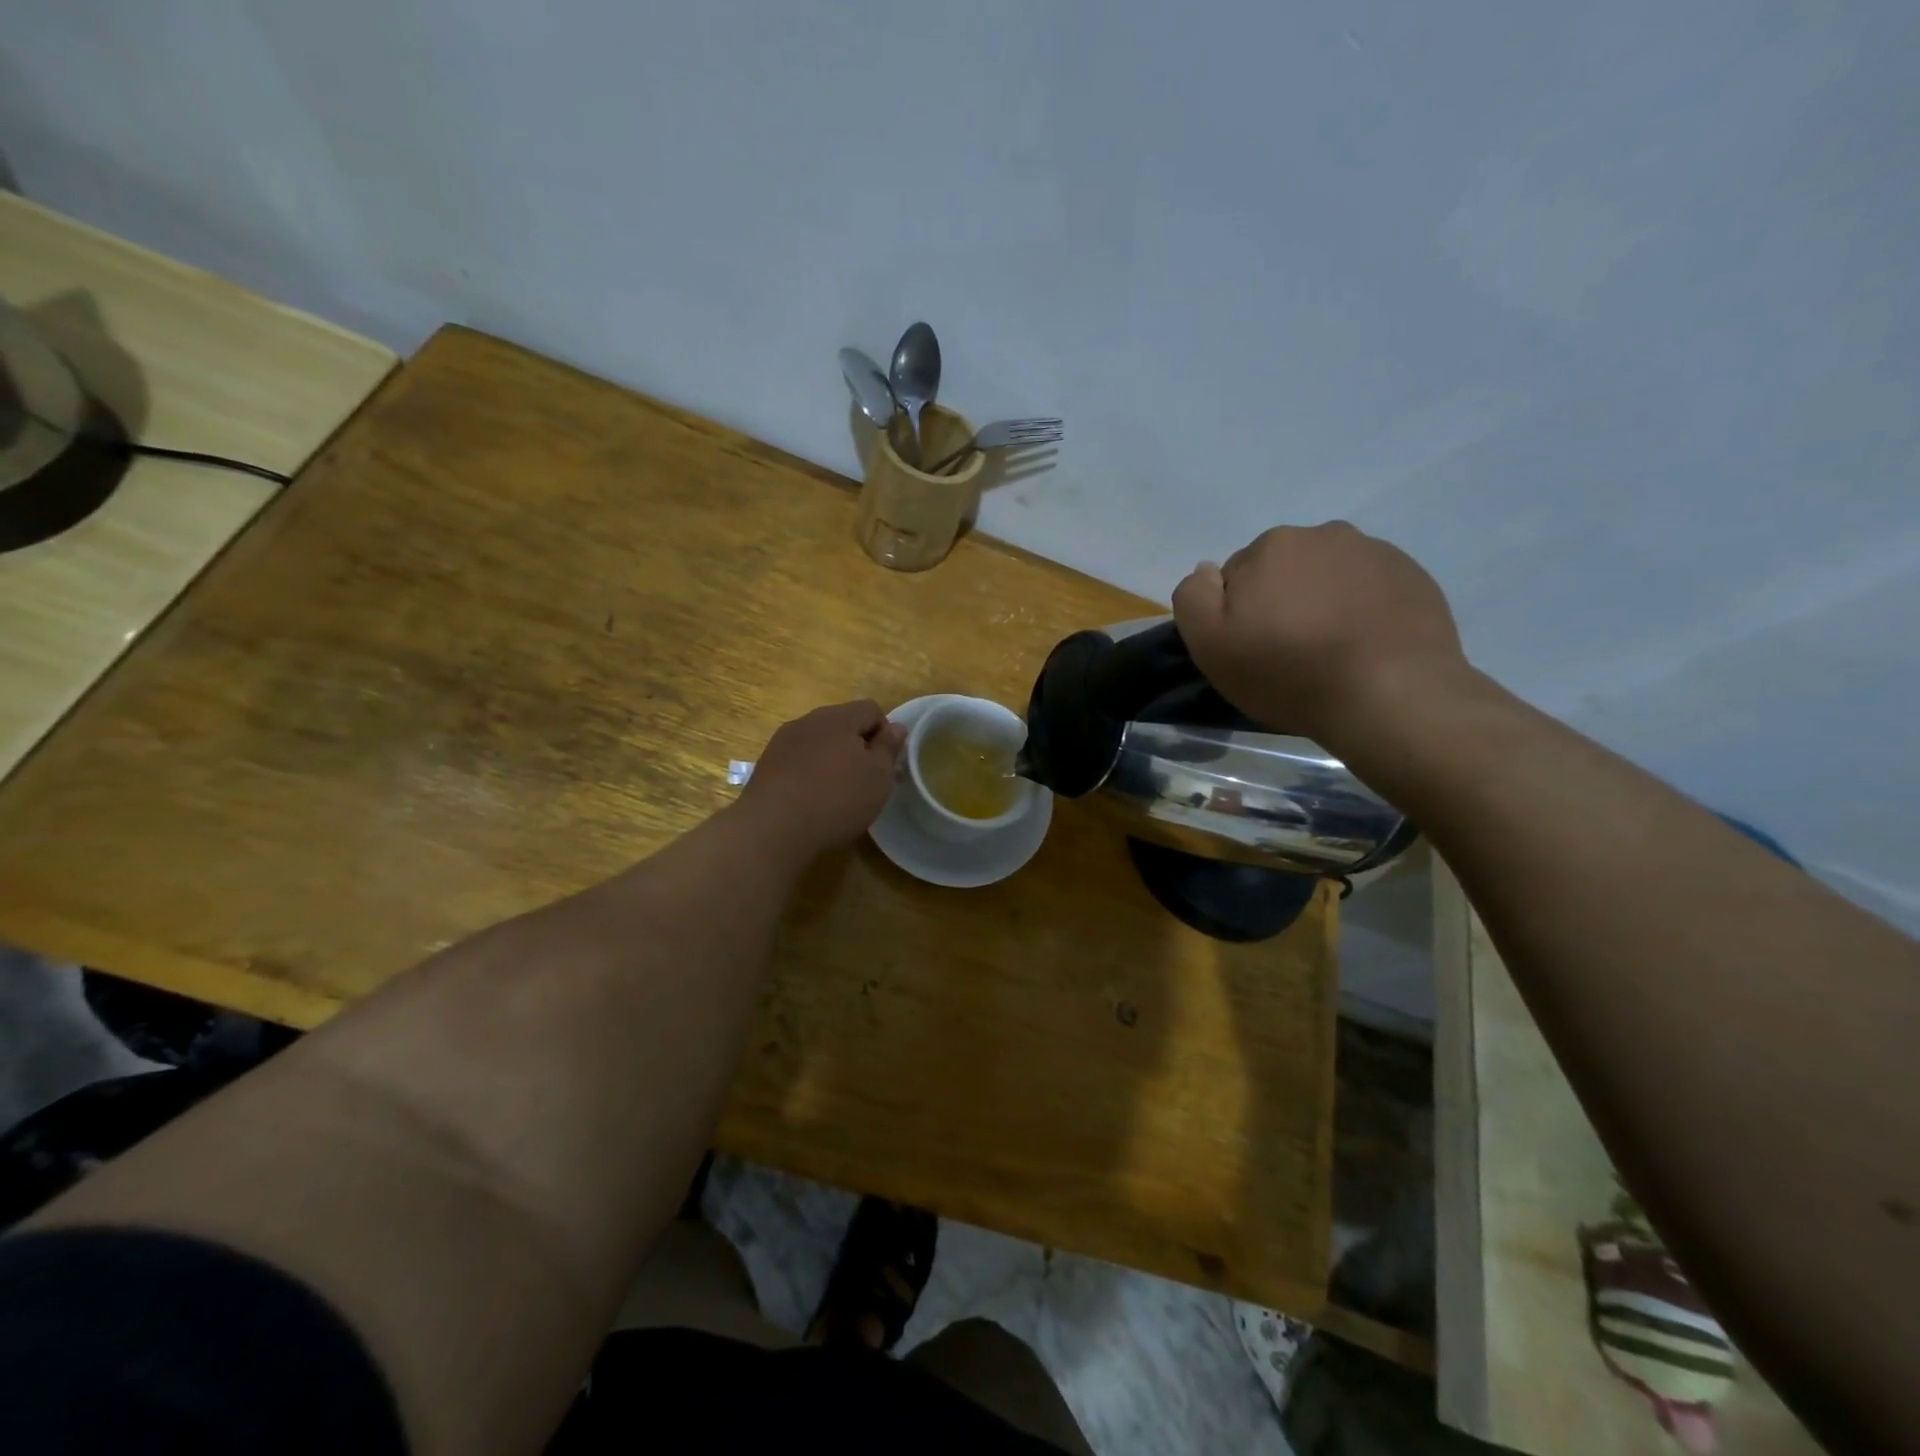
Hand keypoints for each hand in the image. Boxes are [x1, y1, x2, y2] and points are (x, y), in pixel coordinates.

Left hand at [738, 700, 905, 861]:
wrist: (772, 829)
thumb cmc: (837, 799)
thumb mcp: (878, 776)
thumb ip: (889, 747)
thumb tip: (896, 727)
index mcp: (839, 717)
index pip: (871, 709)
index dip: (885, 733)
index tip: (885, 764)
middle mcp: (808, 720)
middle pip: (843, 723)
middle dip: (858, 746)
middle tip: (865, 781)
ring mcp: (783, 741)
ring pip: (818, 742)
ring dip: (832, 759)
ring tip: (837, 793)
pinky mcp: (767, 764)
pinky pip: (798, 760)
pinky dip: (810, 773)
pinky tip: (811, 800)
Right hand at [1172, 522, 1470, 747]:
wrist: (1390, 696)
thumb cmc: (1288, 672)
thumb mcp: (1210, 644)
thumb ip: (1193, 597)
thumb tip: (1208, 571)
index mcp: (1271, 546)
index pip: (1237, 576)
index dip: (1238, 614)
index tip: (1251, 647)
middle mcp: (1324, 534)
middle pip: (1285, 570)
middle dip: (1281, 601)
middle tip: (1289, 651)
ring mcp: (1375, 553)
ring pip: (1329, 576)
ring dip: (1322, 602)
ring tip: (1330, 651)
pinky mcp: (1414, 577)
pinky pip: (1371, 588)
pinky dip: (1362, 609)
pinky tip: (1363, 647)